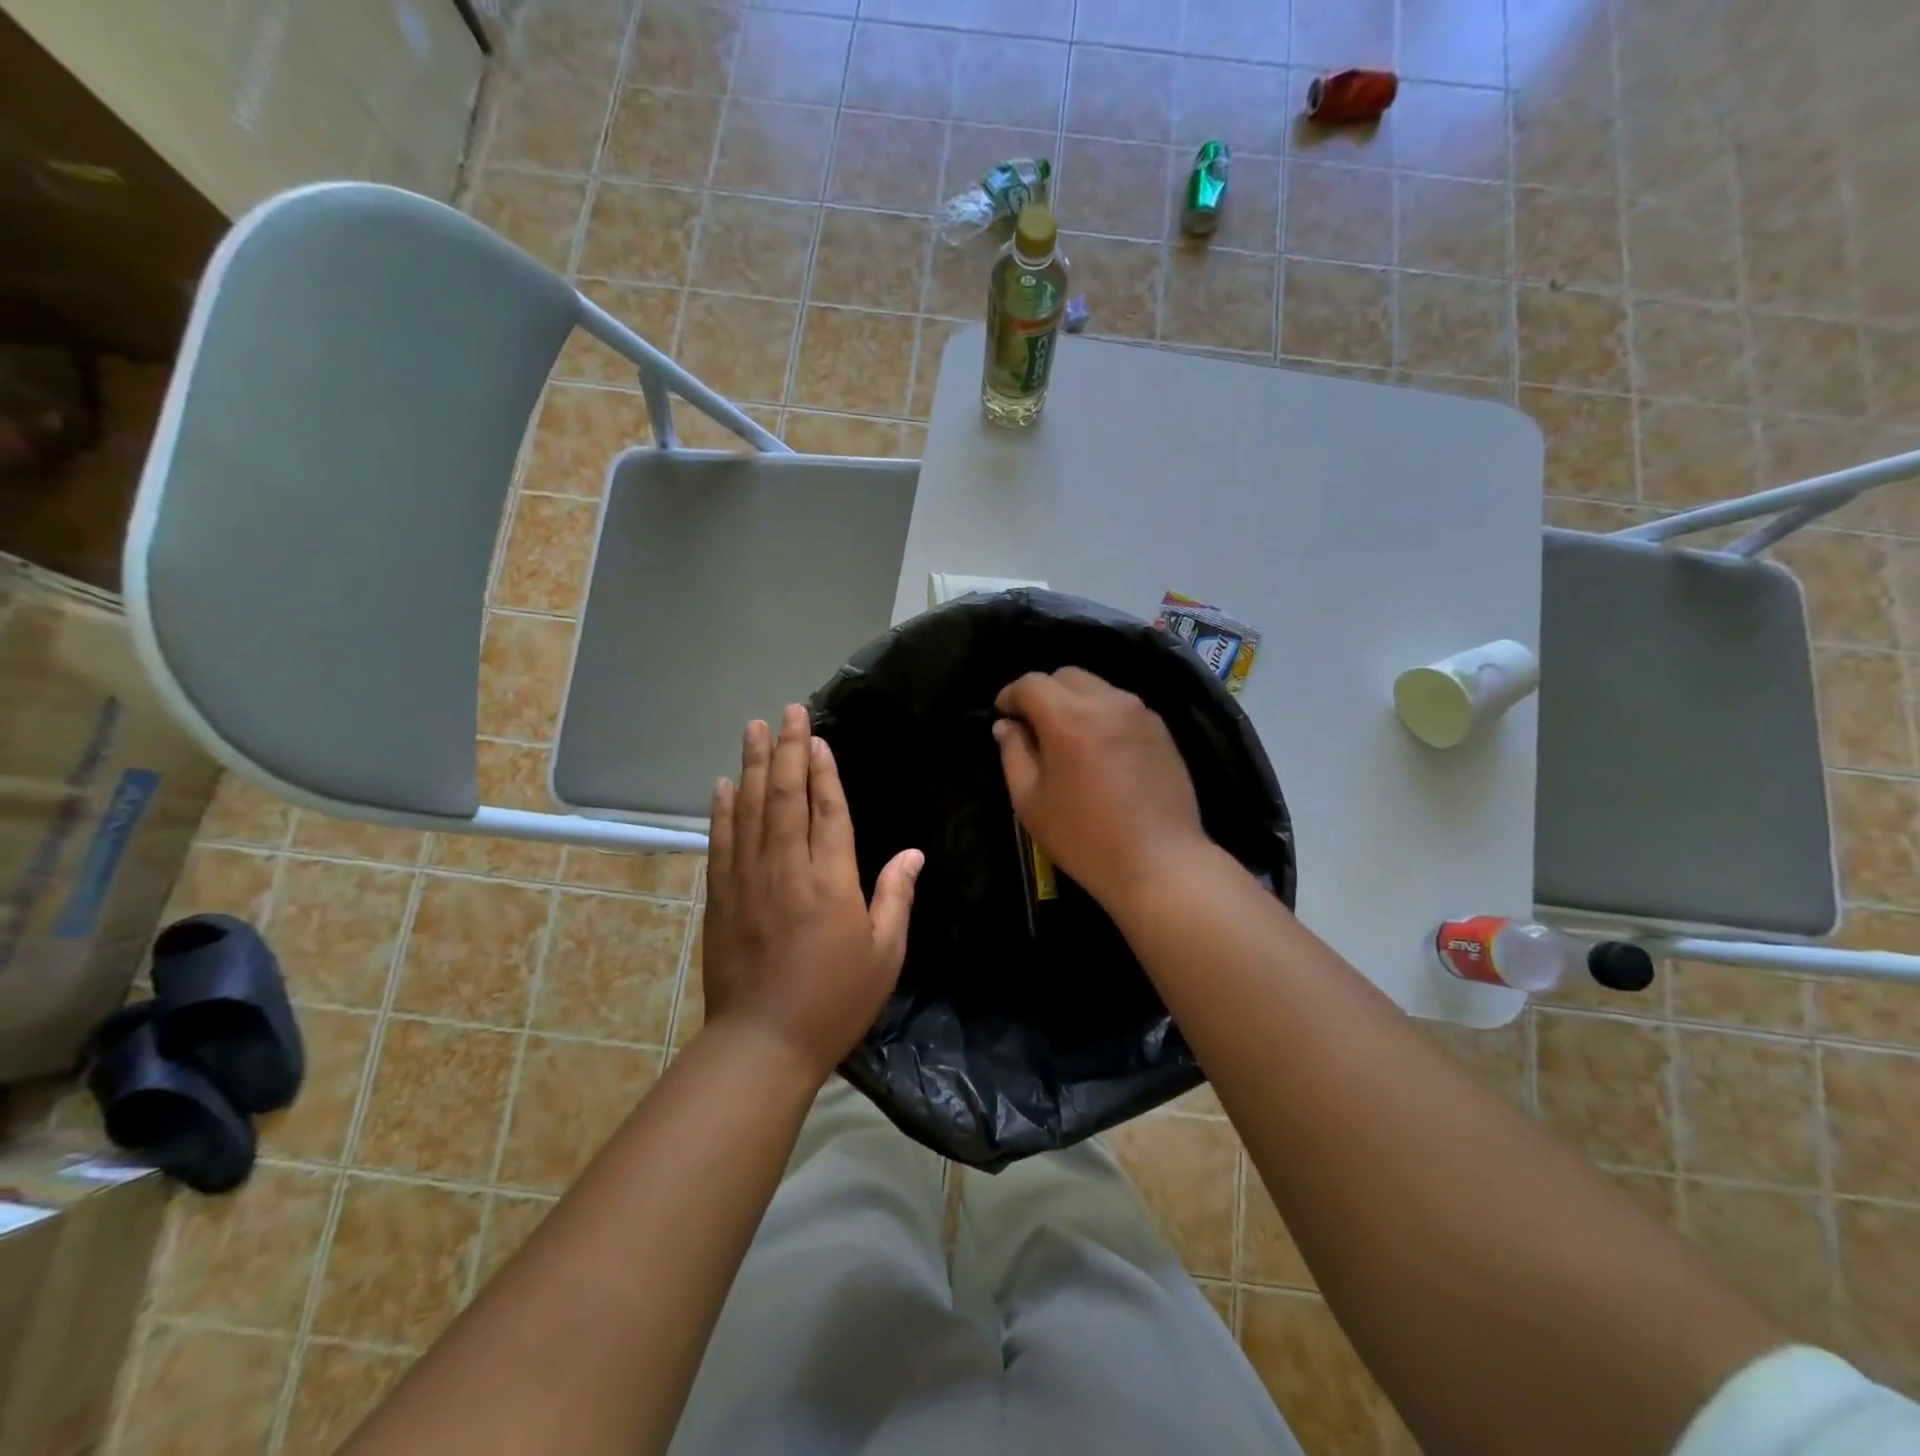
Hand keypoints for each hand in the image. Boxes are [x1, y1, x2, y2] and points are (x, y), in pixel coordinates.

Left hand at [703, 704, 922, 1082]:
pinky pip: (722, 842)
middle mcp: (786, 869)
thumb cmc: (835, 1000)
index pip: (827, 810)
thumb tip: (913, 854)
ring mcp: (748, 880)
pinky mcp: (721, 897)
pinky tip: (722, 785)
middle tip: (786, 712)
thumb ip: (897, 897)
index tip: (818, 737)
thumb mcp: (884, 954)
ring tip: (753, 729)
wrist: (763, 1043)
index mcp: (831, 880)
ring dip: (751, 766)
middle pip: (784, 796)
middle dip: (786, 750)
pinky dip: (721, 810)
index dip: (823, 770)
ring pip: (749, 810)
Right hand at [993, 668, 1210, 905]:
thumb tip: (1007, 725)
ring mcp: (1140, 712)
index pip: (1031, 683)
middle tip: (1032, 726)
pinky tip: (1099, 749)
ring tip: (1066, 738)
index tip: (1003, 715)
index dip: (1010, 695)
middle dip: (1042, 692)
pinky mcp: (1161, 729)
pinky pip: (1121, 706)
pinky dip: (1101, 714)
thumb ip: (1013, 753)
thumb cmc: (1084, 836)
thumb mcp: (1030, 801)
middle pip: (1066, 676)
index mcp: (1069, 717)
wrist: (1159, 862)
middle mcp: (1107, 702)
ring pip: (1096, 687)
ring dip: (1073, 701)